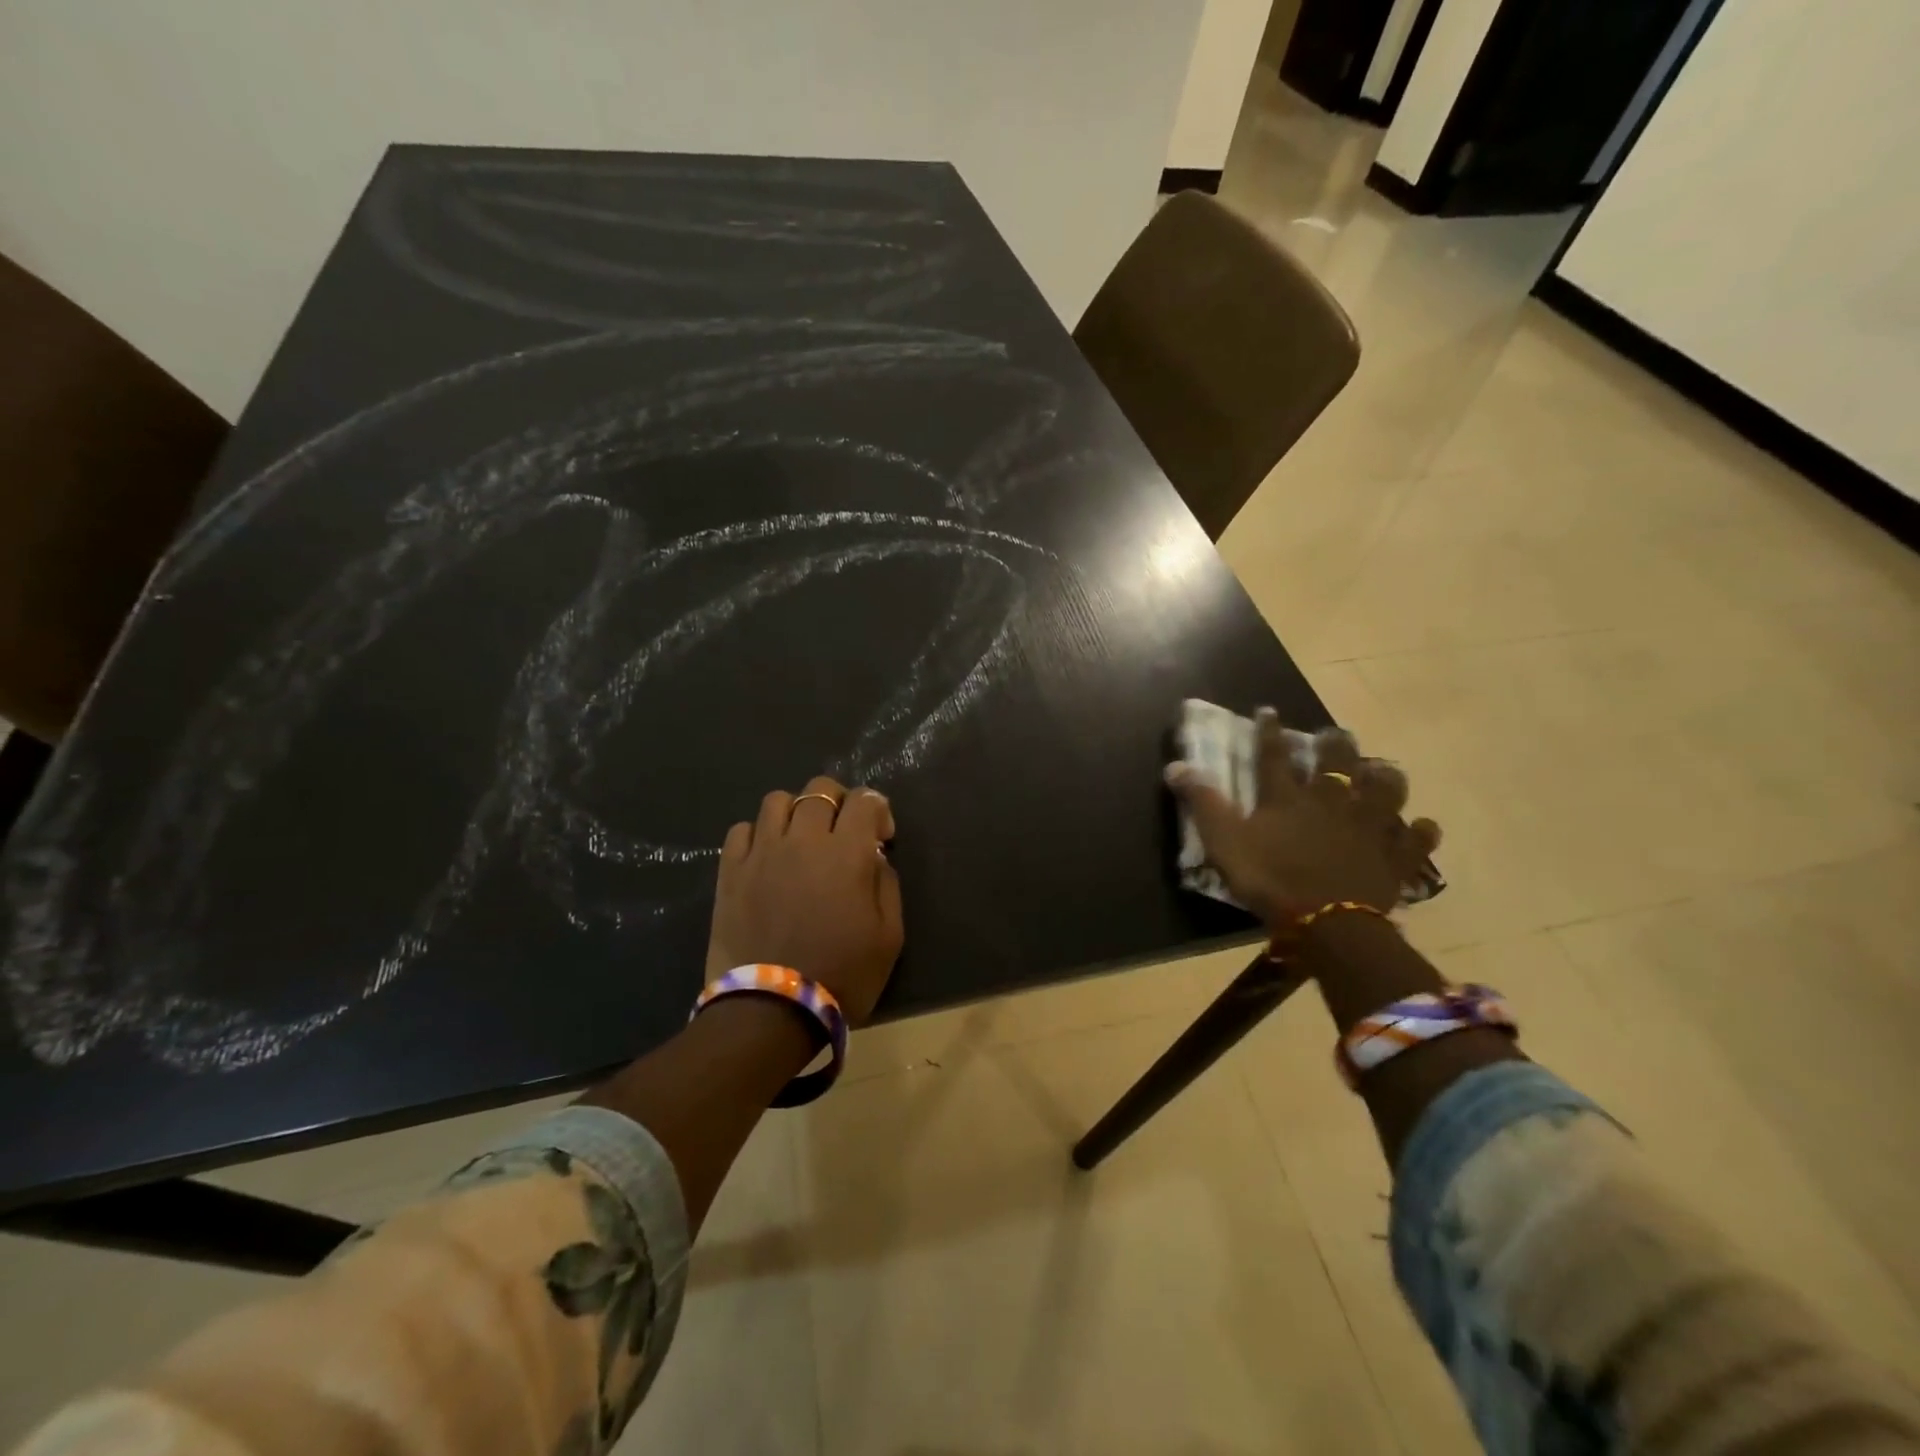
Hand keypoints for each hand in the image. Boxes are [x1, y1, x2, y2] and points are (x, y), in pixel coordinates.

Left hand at [705, 776, 903, 1024]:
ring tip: (800, 839)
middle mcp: (803, 840)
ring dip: (796, 811)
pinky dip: (758, 834)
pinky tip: (767, 857)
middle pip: (819, 789)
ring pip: (776, 800)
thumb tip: (874, 857)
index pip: (864, 800)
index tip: (881, 836)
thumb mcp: (889, 937)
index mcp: (846, 853)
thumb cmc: (842, 975)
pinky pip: (741, 829)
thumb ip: (887, 885)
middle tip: (842, 831)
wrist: (771, 1011)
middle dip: (838, 801)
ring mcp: (761, 852)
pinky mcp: (730, 871)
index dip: (878, 809)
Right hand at [1165, 710, 1440, 930]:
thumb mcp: (1225, 841)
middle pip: (1338, 762)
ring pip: (1385, 790)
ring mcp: (1370, 826)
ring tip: (1381, 771)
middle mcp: (1332, 801)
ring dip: (1384, 778)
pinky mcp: (1396, 857)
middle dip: (1336, 743)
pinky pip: (1416, 839)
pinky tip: (1422, 826)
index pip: (1274, 754)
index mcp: (1288, 797)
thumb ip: (1203, 802)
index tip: (1268, 710)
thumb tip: (1176, 766)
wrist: (1329, 922)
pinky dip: (1420, 831)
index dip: (1269, 731)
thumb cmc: (1271, 879)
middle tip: (1336, 734)